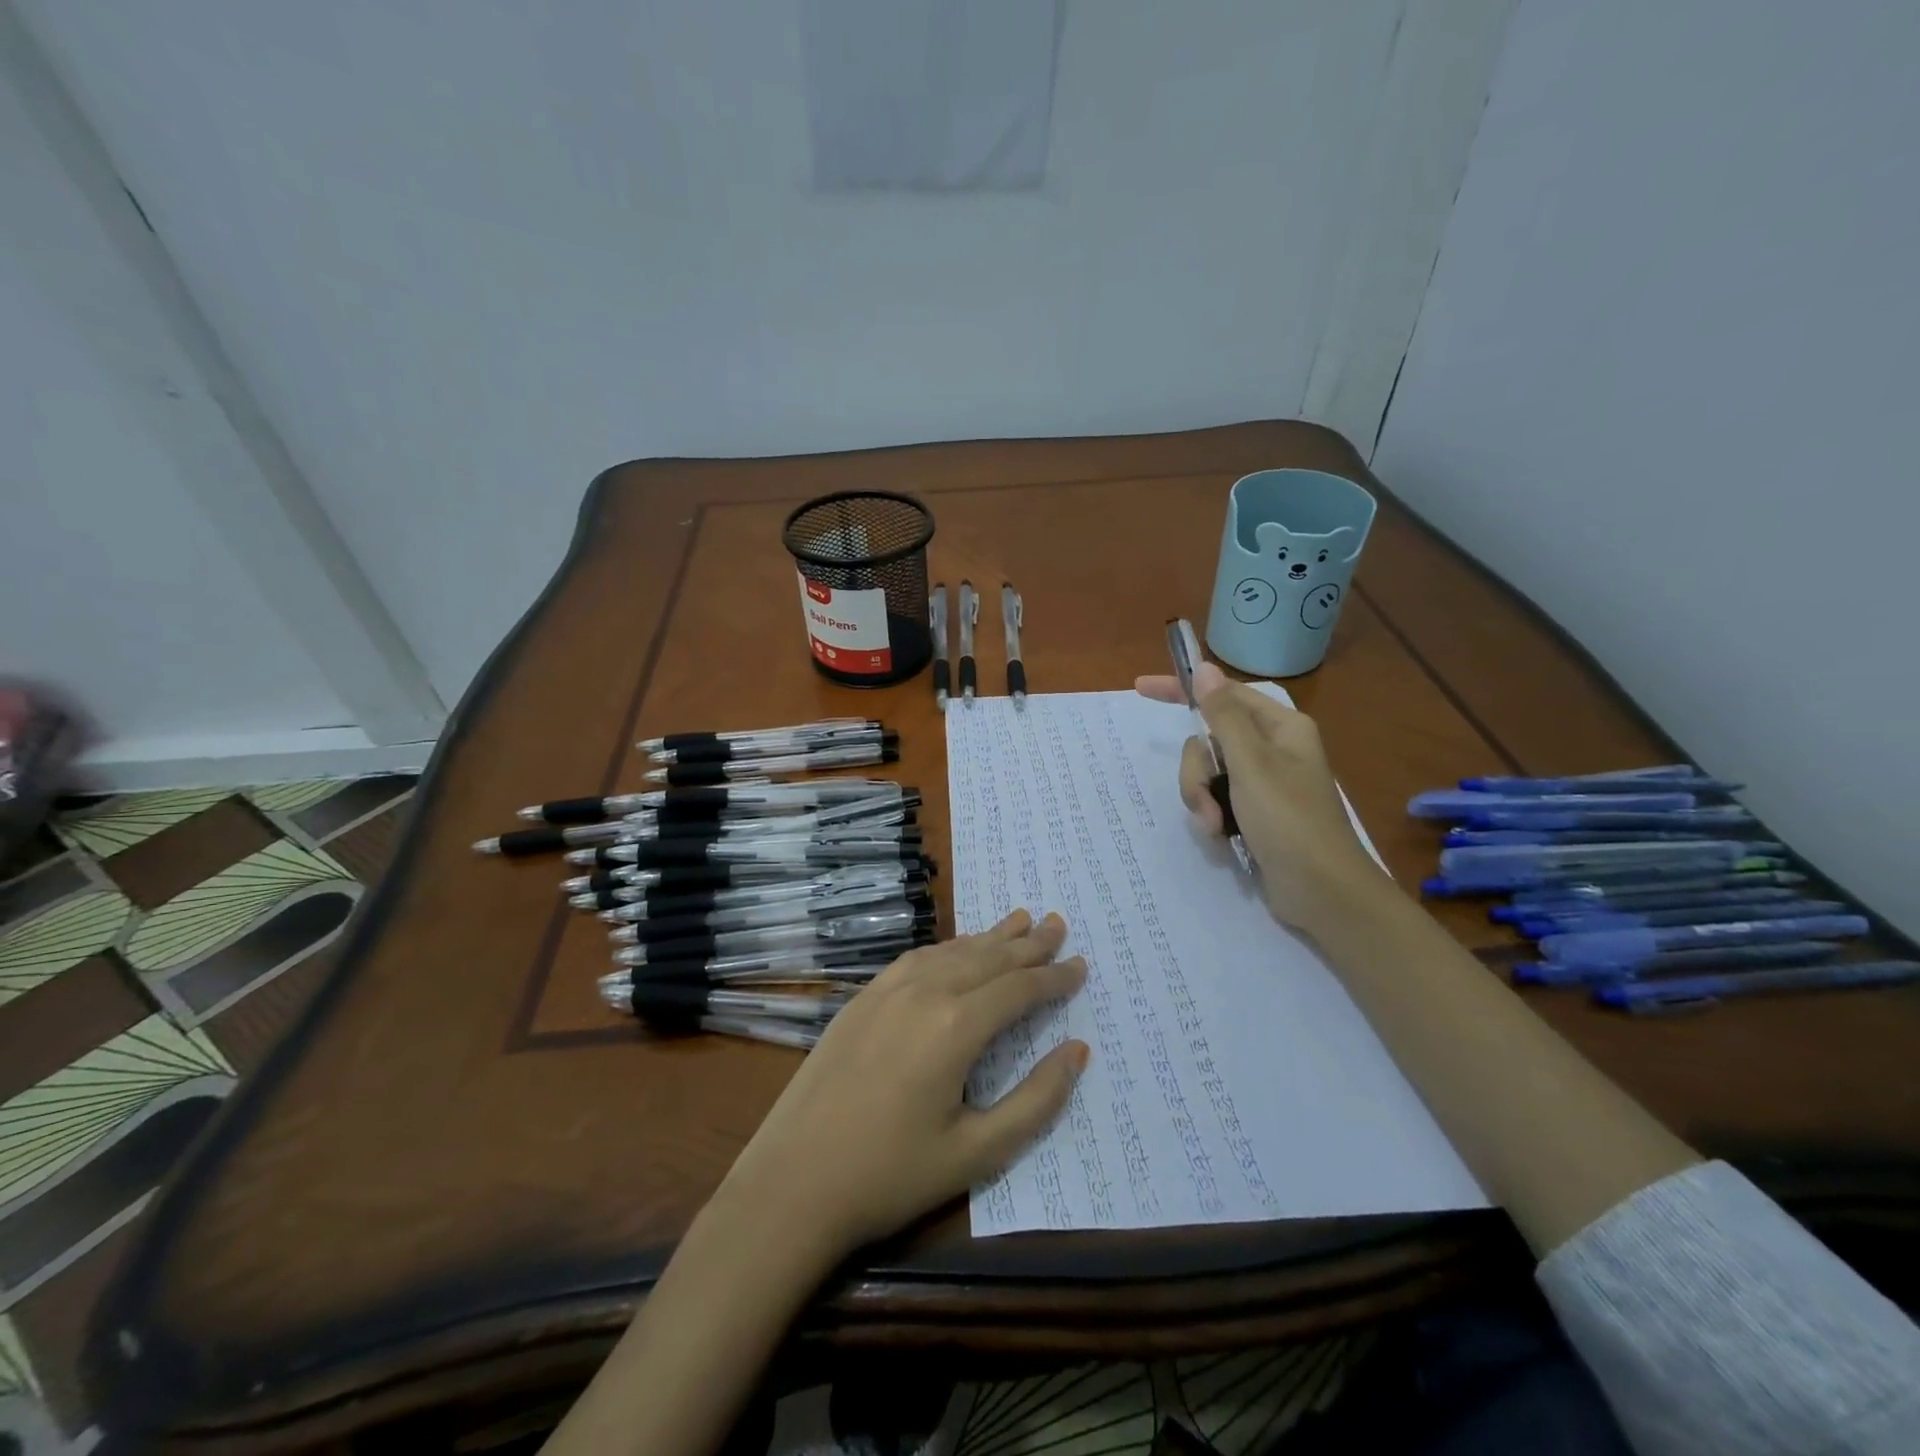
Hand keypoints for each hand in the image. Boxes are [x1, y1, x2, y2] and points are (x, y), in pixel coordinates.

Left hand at [715, 910, 1088, 1261]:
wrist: (792, 1182)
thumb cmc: (890, 1175)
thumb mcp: (977, 1152)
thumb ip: (1035, 1100)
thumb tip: (1077, 1052)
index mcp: (956, 1026)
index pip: (1019, 989)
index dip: (1054, 977)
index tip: (1080, 965)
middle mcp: (924, 992)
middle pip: (988, 957)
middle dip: (1028, 943)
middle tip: (1058, 924)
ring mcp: (887, 990)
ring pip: (952, 951)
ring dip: (989, 937)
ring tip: (1019, 921)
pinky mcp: (862, 998)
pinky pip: (917, 958)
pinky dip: (949, 948)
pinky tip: (957, 949)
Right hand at [1136, 665, 1388, 932]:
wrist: (1322, 892)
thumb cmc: (1290, 821)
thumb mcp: (1251, 764)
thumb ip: (1223, 716)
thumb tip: (1205, 668)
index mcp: (1280, 727)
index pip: (1223, 695)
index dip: (1182, 690)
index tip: (1141, 688)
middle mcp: (1271, 749)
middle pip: (1208, 740)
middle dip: (1198, 773)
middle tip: (1207, 801)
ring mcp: (1261, 783)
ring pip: (1207, 773)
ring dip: (1202, 799)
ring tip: (1216, 827)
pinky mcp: (1253, 812)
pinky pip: (1215, 799)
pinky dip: (1212, 816)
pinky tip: (1222, 838)